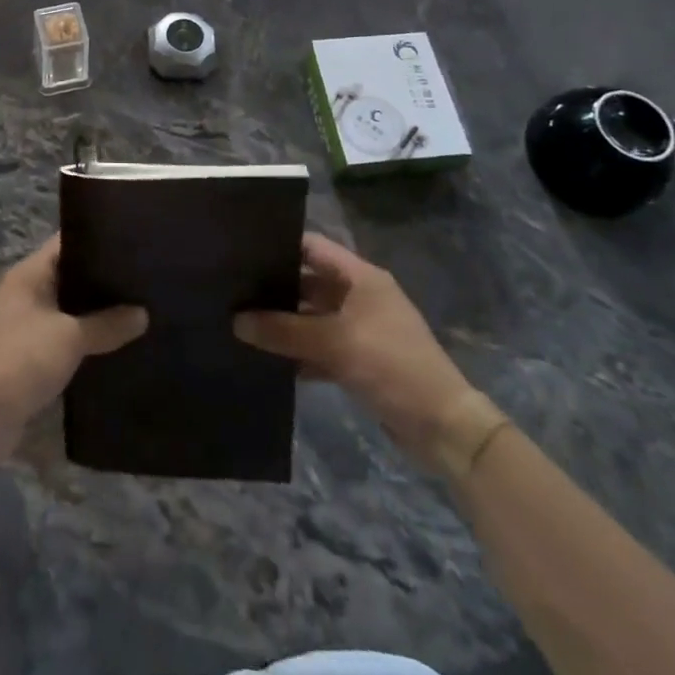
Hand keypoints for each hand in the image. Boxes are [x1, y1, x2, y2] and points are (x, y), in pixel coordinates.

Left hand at [0, 236, 147, 443]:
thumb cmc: (22, 359)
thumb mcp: (70, 337)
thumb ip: (107, 324)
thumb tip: (143, 314)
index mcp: (29, 274)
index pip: (66, 243)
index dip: (97, 240)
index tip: (132, 243)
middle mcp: (25, 293)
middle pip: (69, 276)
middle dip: (102, 280)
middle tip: (143, 280)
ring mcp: (25, 324)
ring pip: (68, 309)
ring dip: (95, 314)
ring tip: (138, 311)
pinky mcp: (29, 355)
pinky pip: (64, 337)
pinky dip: (85, 340)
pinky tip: (115, 345)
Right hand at [234, 232, 472, 461]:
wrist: (443, 428)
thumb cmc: (392, 366)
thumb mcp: (335, 343)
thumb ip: (284, 331)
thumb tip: (236, 321)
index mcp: (361, 277)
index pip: (313, 247)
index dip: (280, 246)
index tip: (241, 251)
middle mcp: (360, 296)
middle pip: (309, 283)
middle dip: (275, 289)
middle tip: (232, 291)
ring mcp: (360, 329)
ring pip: (312, 318)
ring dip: (284, 324)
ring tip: (240, 323)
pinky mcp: (359, 361)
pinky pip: (320, 347)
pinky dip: (298, 352)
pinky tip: (267, 359)